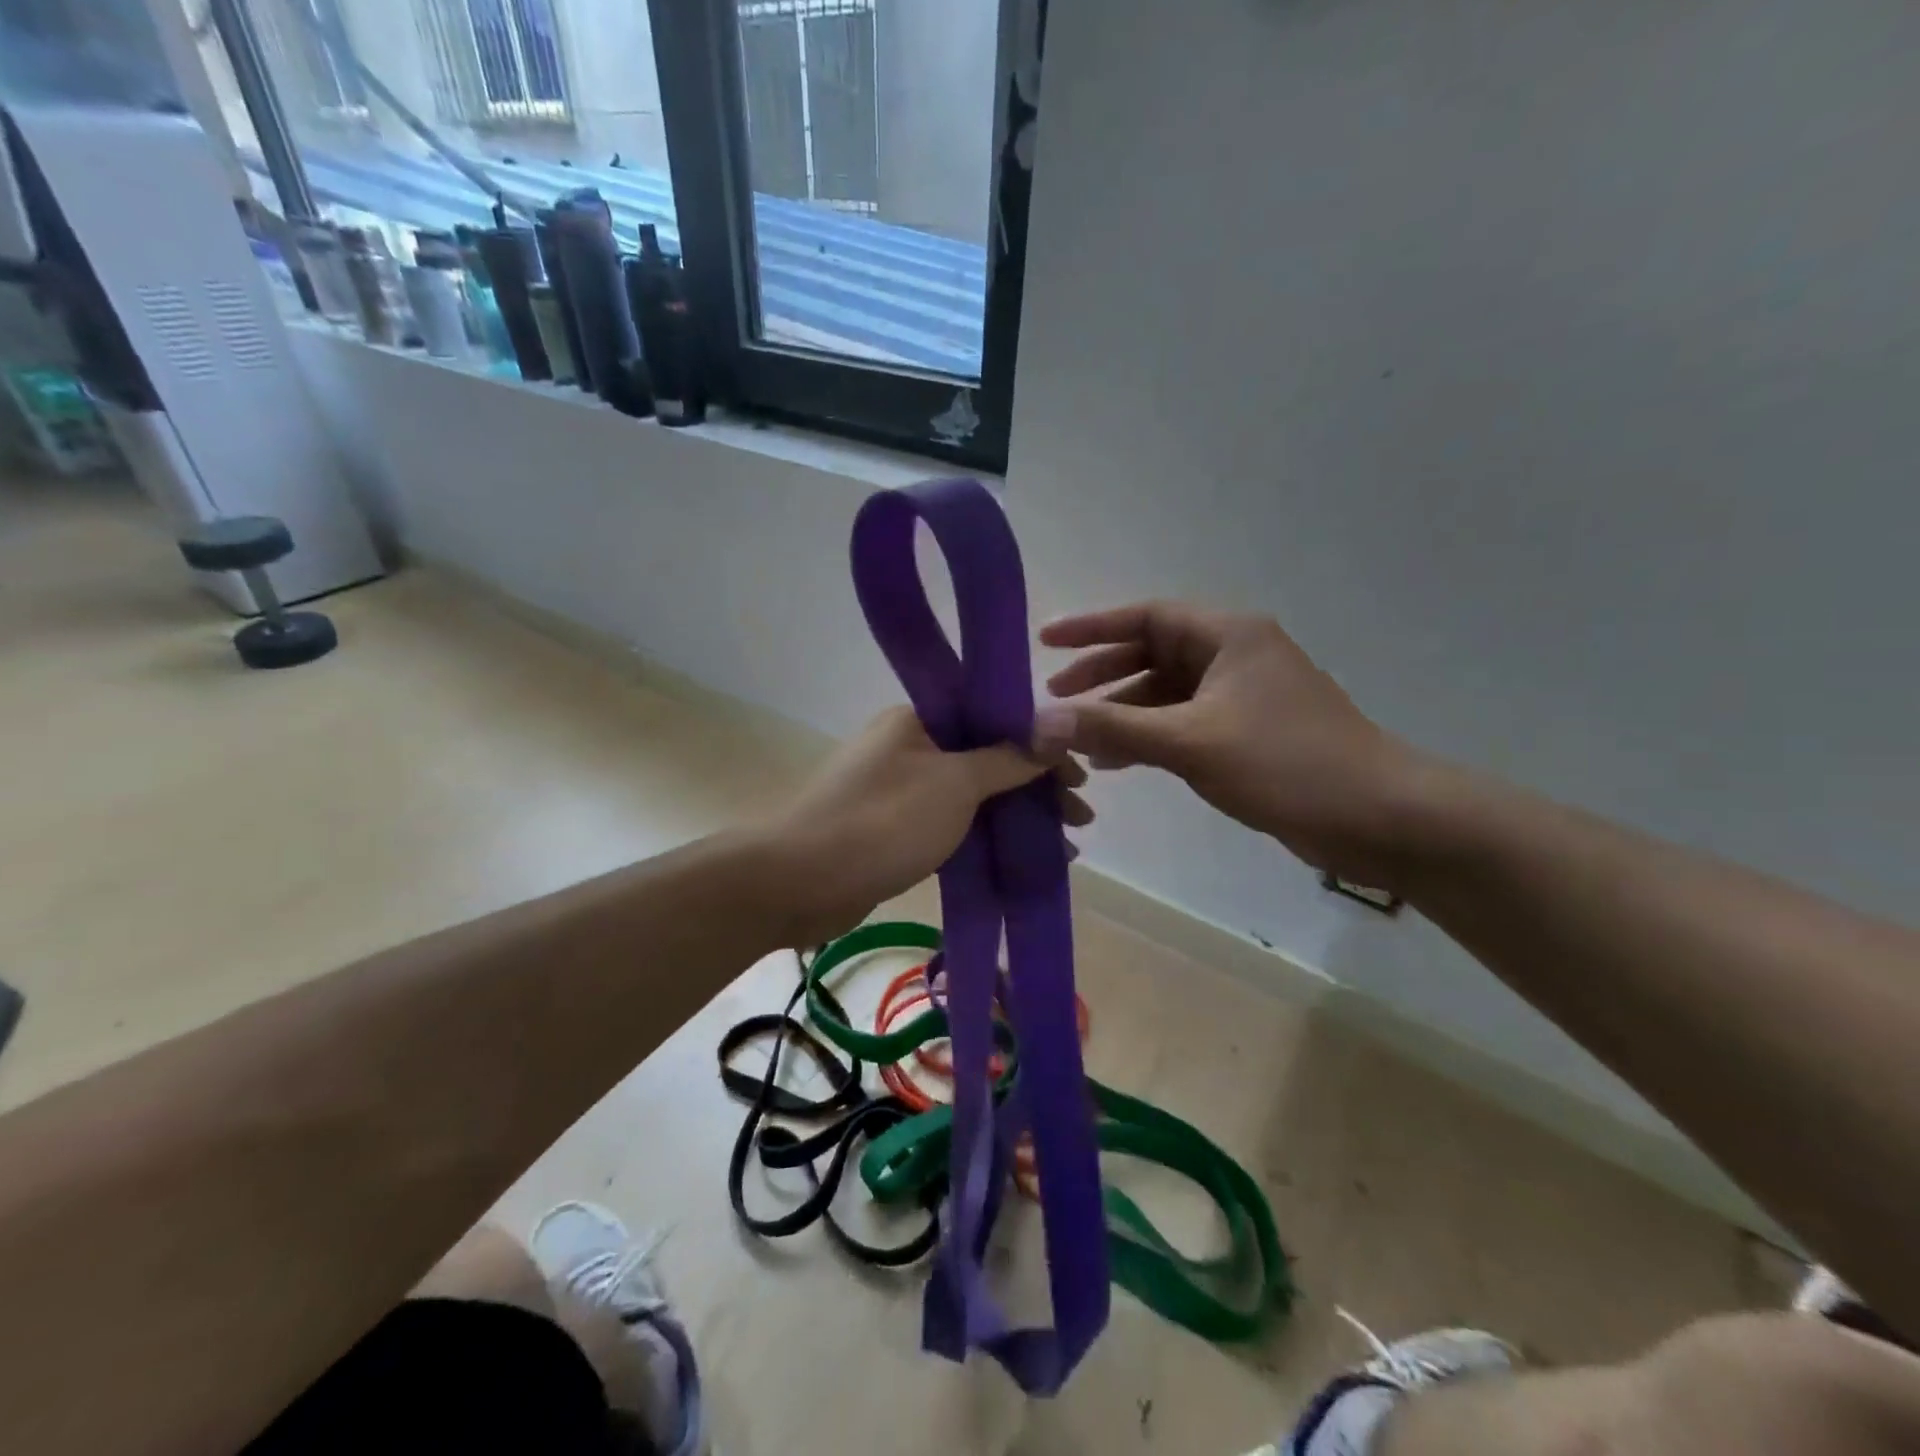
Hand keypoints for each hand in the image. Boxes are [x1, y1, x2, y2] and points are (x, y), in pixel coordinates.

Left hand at [757, 707, 1090, 944]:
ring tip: (1063, 845)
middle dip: (1036, 786)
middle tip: (1080, 818)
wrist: (798, 881)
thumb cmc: (882, 821)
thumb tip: (1061, 723)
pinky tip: (1018, 857)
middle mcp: (909, 745)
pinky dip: (986, 837)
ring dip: (1016, 815)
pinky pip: (952, 824)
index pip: (995, 718)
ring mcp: (900, 788)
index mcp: (919, 718)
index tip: (1079, 778)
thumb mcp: (955, 784)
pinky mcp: (894, 828)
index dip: (1042, 746)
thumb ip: (1009, 757)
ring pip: (973, 794)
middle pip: (988, 757)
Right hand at [1036, 602, 1427, 887]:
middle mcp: (1235, 654)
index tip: (1044, 640)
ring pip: (1166, 692)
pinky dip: (1149, 736)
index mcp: (1228, 635)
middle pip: (1152, 652)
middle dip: (1102, 673)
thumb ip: (1113, 727)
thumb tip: (1041, 721)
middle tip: (1056, 696)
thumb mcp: (1190, 742)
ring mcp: (1242, 694)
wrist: (1377, 816)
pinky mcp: (1247, 731)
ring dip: (1123, 711)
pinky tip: (1117, 760)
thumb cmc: (1285, 763)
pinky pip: (1183, 722)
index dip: (1091, 627)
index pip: (1145, 616)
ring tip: (1079, 738)